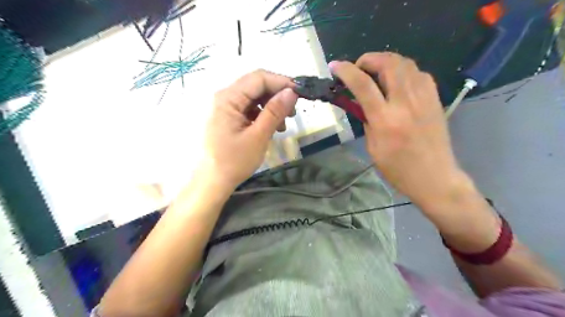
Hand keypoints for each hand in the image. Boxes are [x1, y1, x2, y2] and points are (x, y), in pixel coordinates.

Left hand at [204, 69, 299, 189]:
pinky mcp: (228, 117)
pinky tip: (271, 128)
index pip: (259, 78)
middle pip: (256, 86)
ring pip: (254, 97)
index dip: (282, 82)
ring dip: (272, 107)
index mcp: (228, 98)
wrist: (212, 182)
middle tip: (293, 113)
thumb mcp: (258, 136)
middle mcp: (225, 97)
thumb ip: (275, 112)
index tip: (300, 94)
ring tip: (282, 125)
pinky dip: (263, 115)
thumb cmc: (234, 161)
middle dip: (277, 96)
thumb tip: (292, 91)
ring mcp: (225, 107)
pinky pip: (249, 108)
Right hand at [333, 53, 468, 206]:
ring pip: (406, 63)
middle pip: (388, 64)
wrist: (434, 177)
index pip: (363, 85)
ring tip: (376, 71)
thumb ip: (366, 120)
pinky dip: (404, 70)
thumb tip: (359, 102)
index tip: (335, 66)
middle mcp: (406, 103)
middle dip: (369, 59)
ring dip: (387, 61)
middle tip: (359, 68)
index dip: (346, 71)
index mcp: (385, 120)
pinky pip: (419, 73)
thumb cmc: (398, 168)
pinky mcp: (435, 99)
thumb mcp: (373, 147)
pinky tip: (398, 81)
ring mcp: (424, 98)